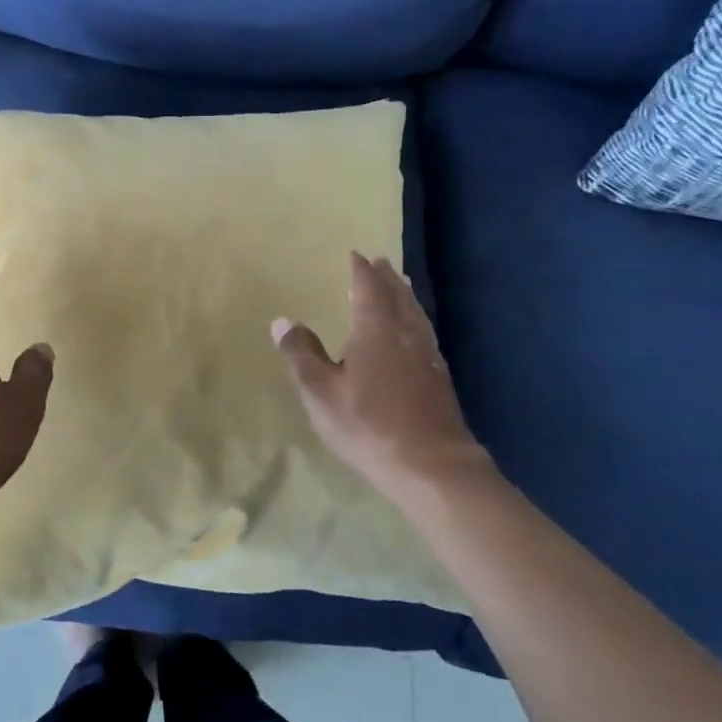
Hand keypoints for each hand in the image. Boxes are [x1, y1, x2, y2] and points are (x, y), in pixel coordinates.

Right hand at [273, 252, 491, 496]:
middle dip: (386, 278)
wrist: (431, 466)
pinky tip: (415, 333)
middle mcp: (404, 333)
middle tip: (380, 262)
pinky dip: (415, 320)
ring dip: (405, 296)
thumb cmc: (367, 424)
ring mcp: (427, 355)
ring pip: (415, 314)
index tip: (355, 255)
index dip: (360, 271)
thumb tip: (282, 320)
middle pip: (396, 296)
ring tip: (400, 286)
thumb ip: (301, 354)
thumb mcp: (320, 391)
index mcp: (374, 328)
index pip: (367, 288)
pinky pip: (425, 332)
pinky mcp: (439, 378)